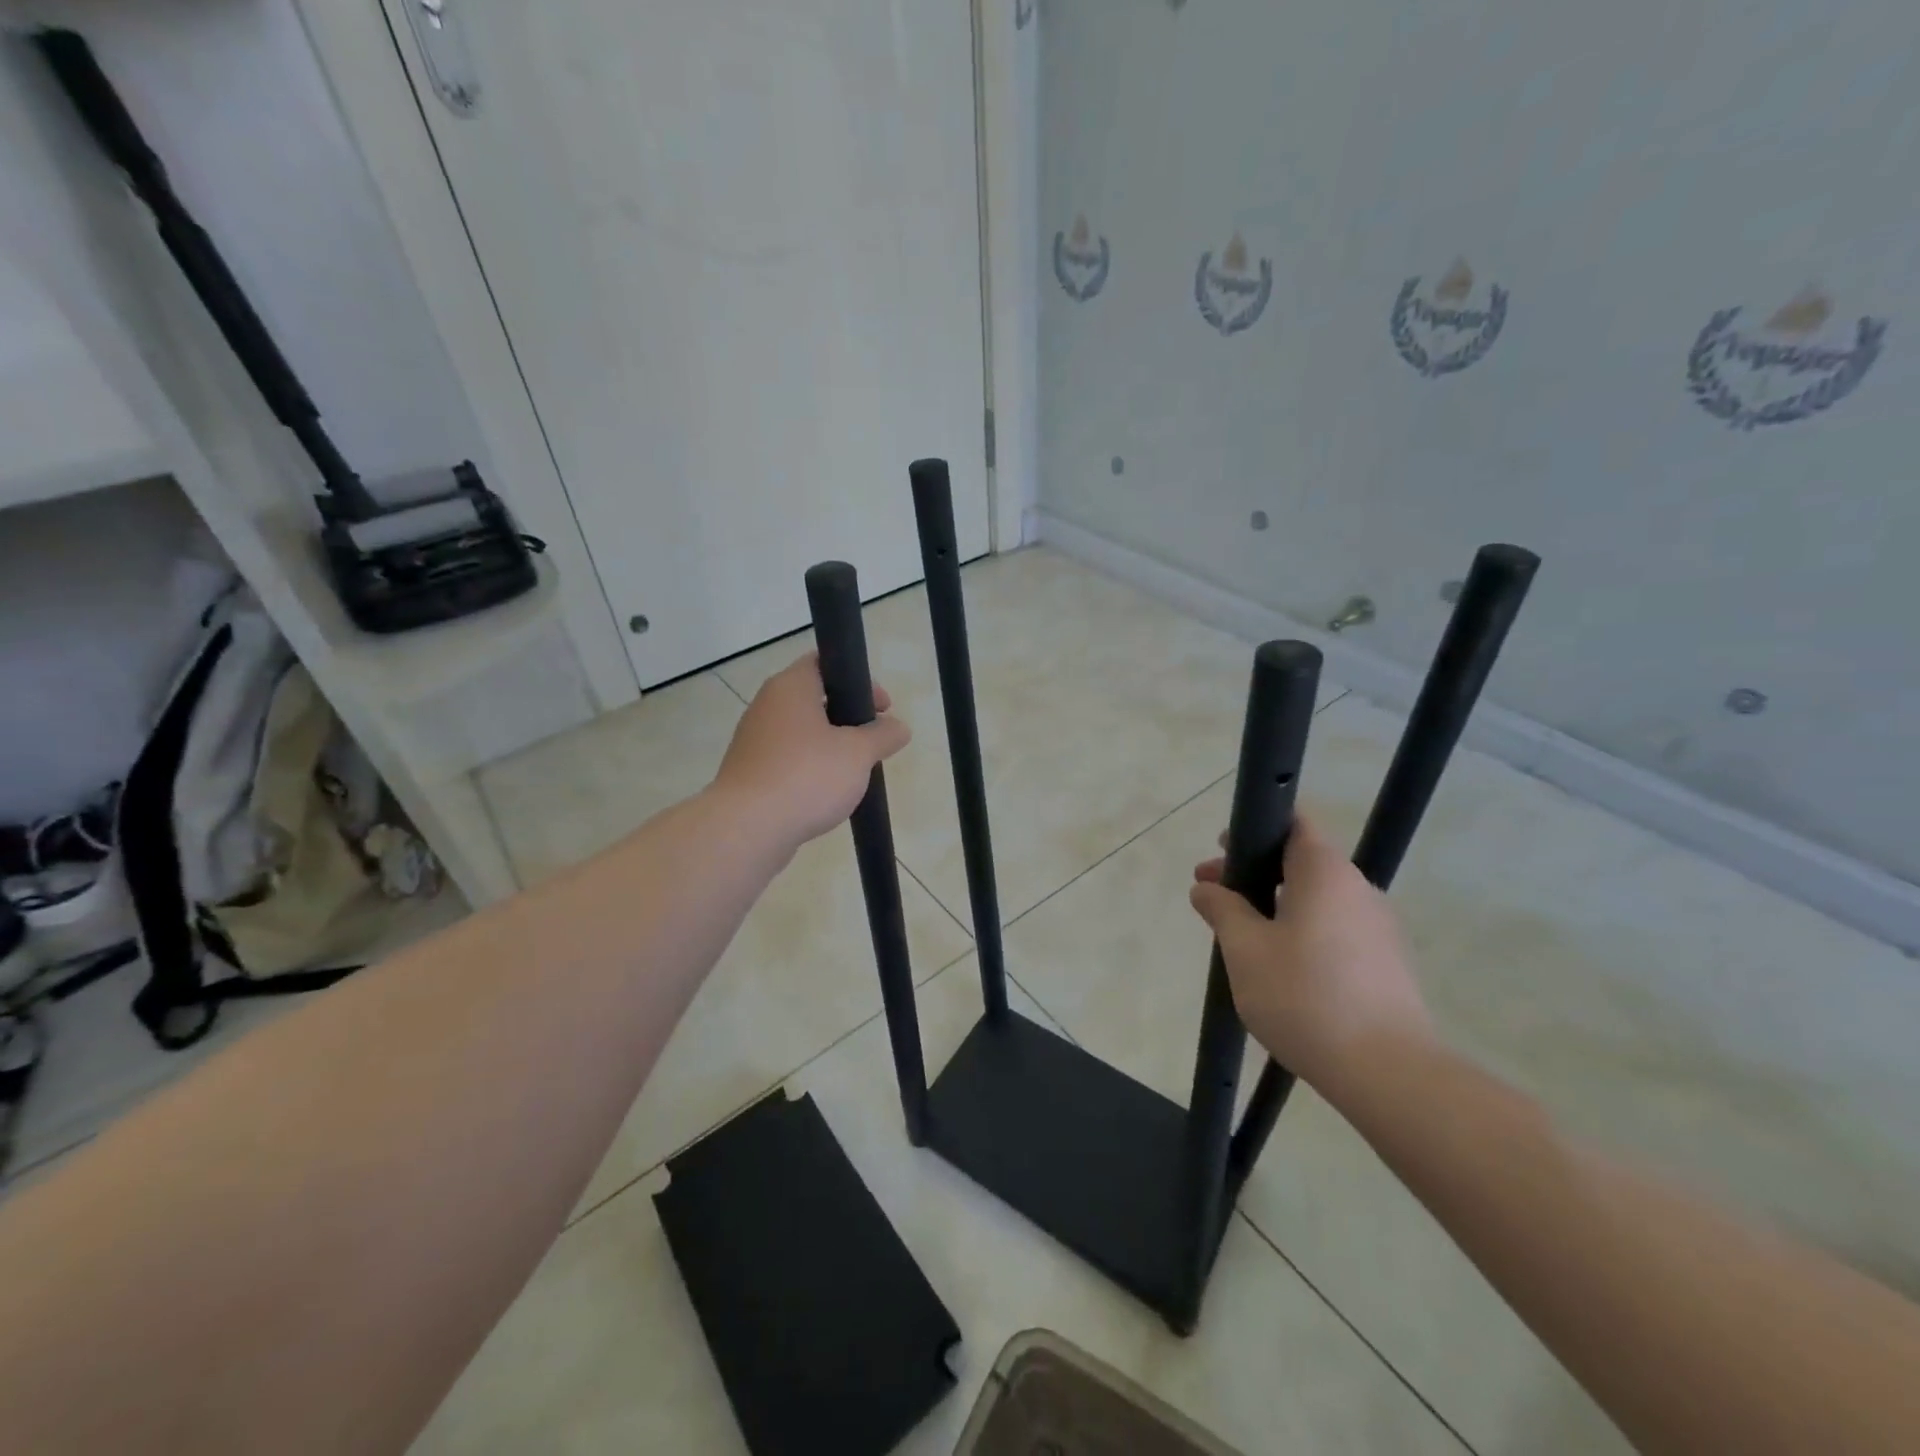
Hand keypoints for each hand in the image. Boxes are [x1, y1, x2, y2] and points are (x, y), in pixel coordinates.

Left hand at [713, 654, 910, 850]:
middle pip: (814, 698)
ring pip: (801, 732)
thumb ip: (883, 735)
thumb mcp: (859, 753)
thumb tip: (899, 727)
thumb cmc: (807, 776)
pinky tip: (826, 792)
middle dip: (848, 716)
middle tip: (874, 739)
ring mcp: (754, 740)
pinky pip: (788, 759)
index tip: (882, 707)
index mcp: (790, 687)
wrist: (747, 829)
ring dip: (830, 745)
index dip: (859, 679)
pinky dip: (810, 768)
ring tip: (855, 771)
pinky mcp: (750, 772)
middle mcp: (767, 706)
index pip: (824, 662)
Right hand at [1190, 814, 1432, 1095]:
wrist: (1387, 1072)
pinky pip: (1336, 931)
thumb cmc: (1304, 996)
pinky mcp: (1388, 964)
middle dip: (1255, 874)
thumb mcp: (1244, 950)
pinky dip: (1302, 932)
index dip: (1256, 828)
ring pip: (1318, 900)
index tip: (1224, 852)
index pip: (1295, 823)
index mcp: (1325, 873)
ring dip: (1276, 906)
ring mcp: (1379, 928)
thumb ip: (1222, 909)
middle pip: (1302, 863)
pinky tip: (1279, 969)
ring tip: (1240, 938)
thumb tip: (1206, 888)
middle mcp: (1359, 889)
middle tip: (1212, 898)